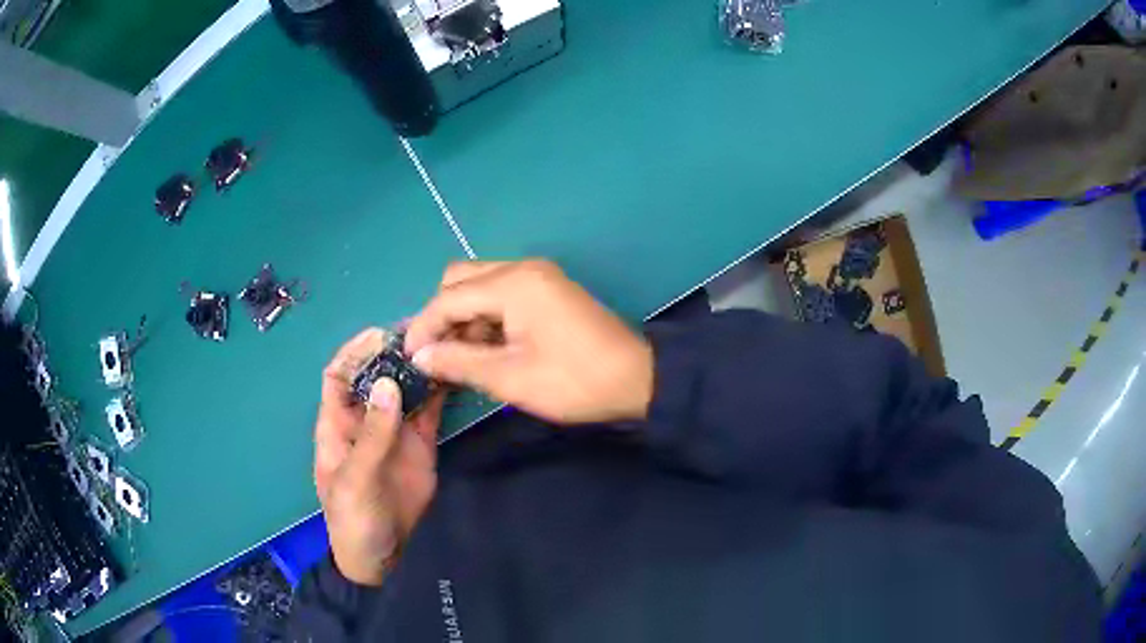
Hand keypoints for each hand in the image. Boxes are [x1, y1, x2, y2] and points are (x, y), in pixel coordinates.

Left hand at [314, 328, 444, 585]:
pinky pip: (429, 410)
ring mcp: (395, 430)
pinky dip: (439, 391)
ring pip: (404, 388)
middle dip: (392, 352)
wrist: (384, 558)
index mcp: (337, 425)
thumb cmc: (354, 521)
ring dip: (419, 367)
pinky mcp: (421, 443)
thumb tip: (387, 384)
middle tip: (422, 331)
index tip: (380, 335)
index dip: (353, 352)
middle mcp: (365, 419)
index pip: (338, 376)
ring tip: (443, 344)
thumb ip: (372, 436)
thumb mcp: (355, 481)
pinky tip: (454, 372)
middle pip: (375, 374)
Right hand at [404, 260, 653, 423]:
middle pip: (460, 280)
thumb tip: (420, 356)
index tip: (409, 358)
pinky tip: (484, 349)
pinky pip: (501, 295)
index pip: (449, 298)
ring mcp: (537, 277)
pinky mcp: (547, 290)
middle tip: (437, 355)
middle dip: (442, 316)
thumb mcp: (510, 377)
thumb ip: (459, 361)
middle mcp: (522, 269)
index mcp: (513, 284)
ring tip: (458, 359)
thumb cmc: (574, 381)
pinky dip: (485, 318)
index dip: (424, 327)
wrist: (637, 379)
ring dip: (463, 318)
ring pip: (479, 286)